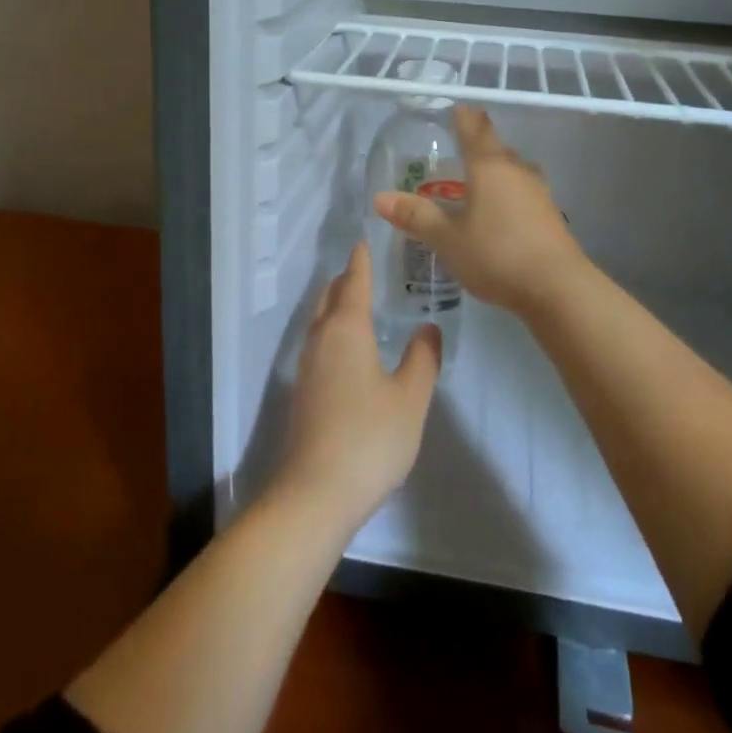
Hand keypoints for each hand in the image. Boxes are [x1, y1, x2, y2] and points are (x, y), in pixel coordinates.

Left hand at [277, 240, 439, 528]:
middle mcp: (320, 338)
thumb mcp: (410, 398)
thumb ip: (423, 358)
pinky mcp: (303, 391)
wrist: (317, 491)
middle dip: (345, 280)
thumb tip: (428, 327)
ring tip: (358, 302)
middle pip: (330, 296)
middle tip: (365, 269)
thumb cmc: (370, 437)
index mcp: (346, 329)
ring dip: (336, 305)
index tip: (364, 242)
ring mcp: (307, 365)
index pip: (354, 282)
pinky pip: (318, 342)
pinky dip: (332, 329)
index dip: (361, 261)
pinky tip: (348, 347)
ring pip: (319, 320)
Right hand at [373, 106, 587, 316]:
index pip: (475, 127)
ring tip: (473, 185)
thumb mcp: (447, 239)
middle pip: (495, 147)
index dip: (462, 115)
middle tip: (454, 153)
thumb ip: (416, 217)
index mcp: (489, 166)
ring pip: (511, 170)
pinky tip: (496, 215)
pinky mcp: (550, 215)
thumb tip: (380, 197)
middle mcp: (517, 170)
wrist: (559, 288)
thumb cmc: (497, 254)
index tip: (453, 110)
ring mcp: (538, 192)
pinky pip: (522, 192)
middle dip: (475, 147)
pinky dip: (506, 195)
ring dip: (493, 173)